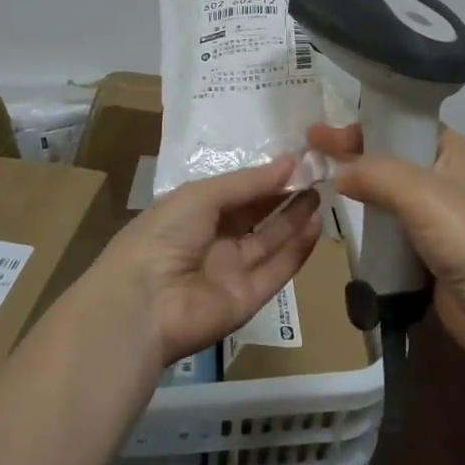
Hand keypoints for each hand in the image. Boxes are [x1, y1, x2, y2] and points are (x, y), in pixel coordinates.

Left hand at [92, 156, 323, 367]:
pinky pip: (276, 271)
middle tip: (316, 176)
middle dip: (284, 196)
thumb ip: (248, 182)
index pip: (237, 192)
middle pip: (256, 216)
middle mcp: (214, 240)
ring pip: (270, 242)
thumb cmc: (165, 234)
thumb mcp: (203, 195)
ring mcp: (231, 271)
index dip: (265, 178)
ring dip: (294, 219)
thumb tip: (290, 161)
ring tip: (321, 194)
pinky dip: (296, 250)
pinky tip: (315, 225)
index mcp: (194, 213)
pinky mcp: (248, 299)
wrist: (143, 303)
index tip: (297, 161)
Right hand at [306, 123, 464, 366]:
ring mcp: (440, 221)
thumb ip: (375, 173)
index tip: (318, 135)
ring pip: (390, 198)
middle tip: (310, 158)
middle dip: (353, 157)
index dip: (362, 126)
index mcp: (453, 152)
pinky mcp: (432, 257)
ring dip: (360, 194)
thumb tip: (337, 172)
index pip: (401, 125)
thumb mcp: (421, 193)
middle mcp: (447, 179)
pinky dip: (370, 229)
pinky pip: (393, 233)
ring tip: (319, 189)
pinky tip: (345, 228)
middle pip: (392, 159)